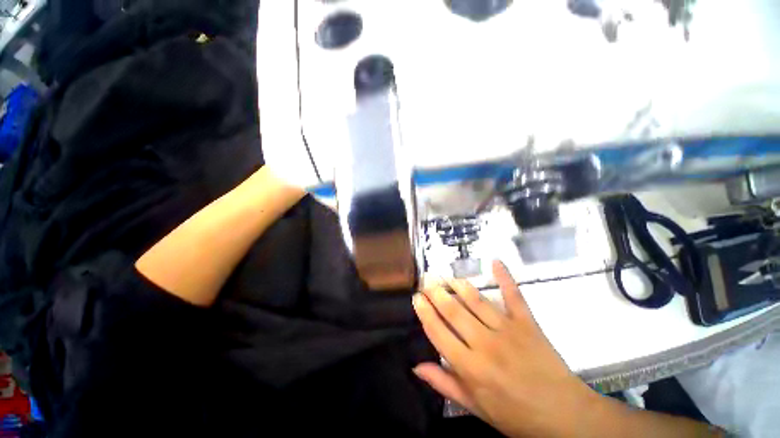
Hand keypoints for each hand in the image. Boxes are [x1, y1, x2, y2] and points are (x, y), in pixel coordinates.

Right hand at [412, 261, 593, 436]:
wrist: (563, 416)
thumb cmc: (515, 415)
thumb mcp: (475, 407)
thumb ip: (445, 384)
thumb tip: (417, 366)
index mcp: (470, 367)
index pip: (438, 332)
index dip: (424, 312)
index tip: (416, 297)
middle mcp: (485, 344)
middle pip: (454, 311)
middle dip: (436, 293)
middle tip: (426, 280)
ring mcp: (507, 330)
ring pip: (477, 301)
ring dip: (458, 285)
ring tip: (446, 276)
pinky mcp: (527, 323)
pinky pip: (514, 296)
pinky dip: (505, 278)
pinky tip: (496, 262)